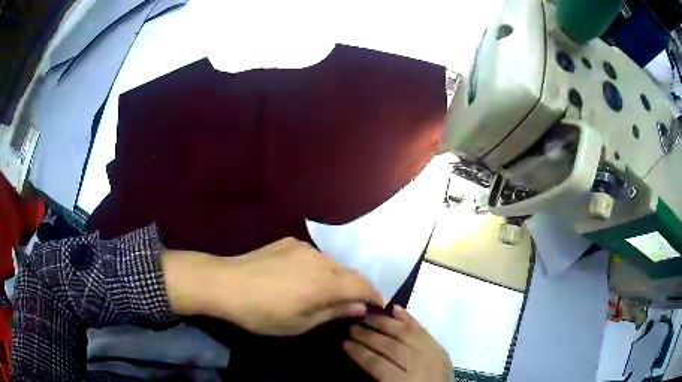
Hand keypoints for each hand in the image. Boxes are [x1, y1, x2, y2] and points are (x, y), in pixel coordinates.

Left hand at [163, 237, 382, 335]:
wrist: (225, 283)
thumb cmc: (262, 313)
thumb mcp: (299, 323)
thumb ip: (333, 312)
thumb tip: (359, 306)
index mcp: (324, 283)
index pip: (362, 286)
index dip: (374, 295)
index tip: (378, 306)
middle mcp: (320, 260)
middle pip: (349, 273)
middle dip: (356, 288)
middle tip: (351, 304)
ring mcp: (303, 247)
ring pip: (332, 263)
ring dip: (336, 278)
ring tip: (325, 293)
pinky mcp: (289, 241)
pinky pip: (314, 256)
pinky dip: (318, 268)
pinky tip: (302, 279)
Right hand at [344, 305, 452, 381]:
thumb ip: (377, 377)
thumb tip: (361, 354)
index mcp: (403, 381)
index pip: (377, 363)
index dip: (359, 353)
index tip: (344, 343)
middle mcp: (419, 365)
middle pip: (391, 346)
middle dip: (369, 336)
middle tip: (352, 327)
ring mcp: (432, 355)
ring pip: (406, 334)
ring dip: (385, 323)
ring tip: (367, 316)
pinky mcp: (440, 349)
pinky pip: (424, 331)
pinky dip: (409, 319)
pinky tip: (395, 309)